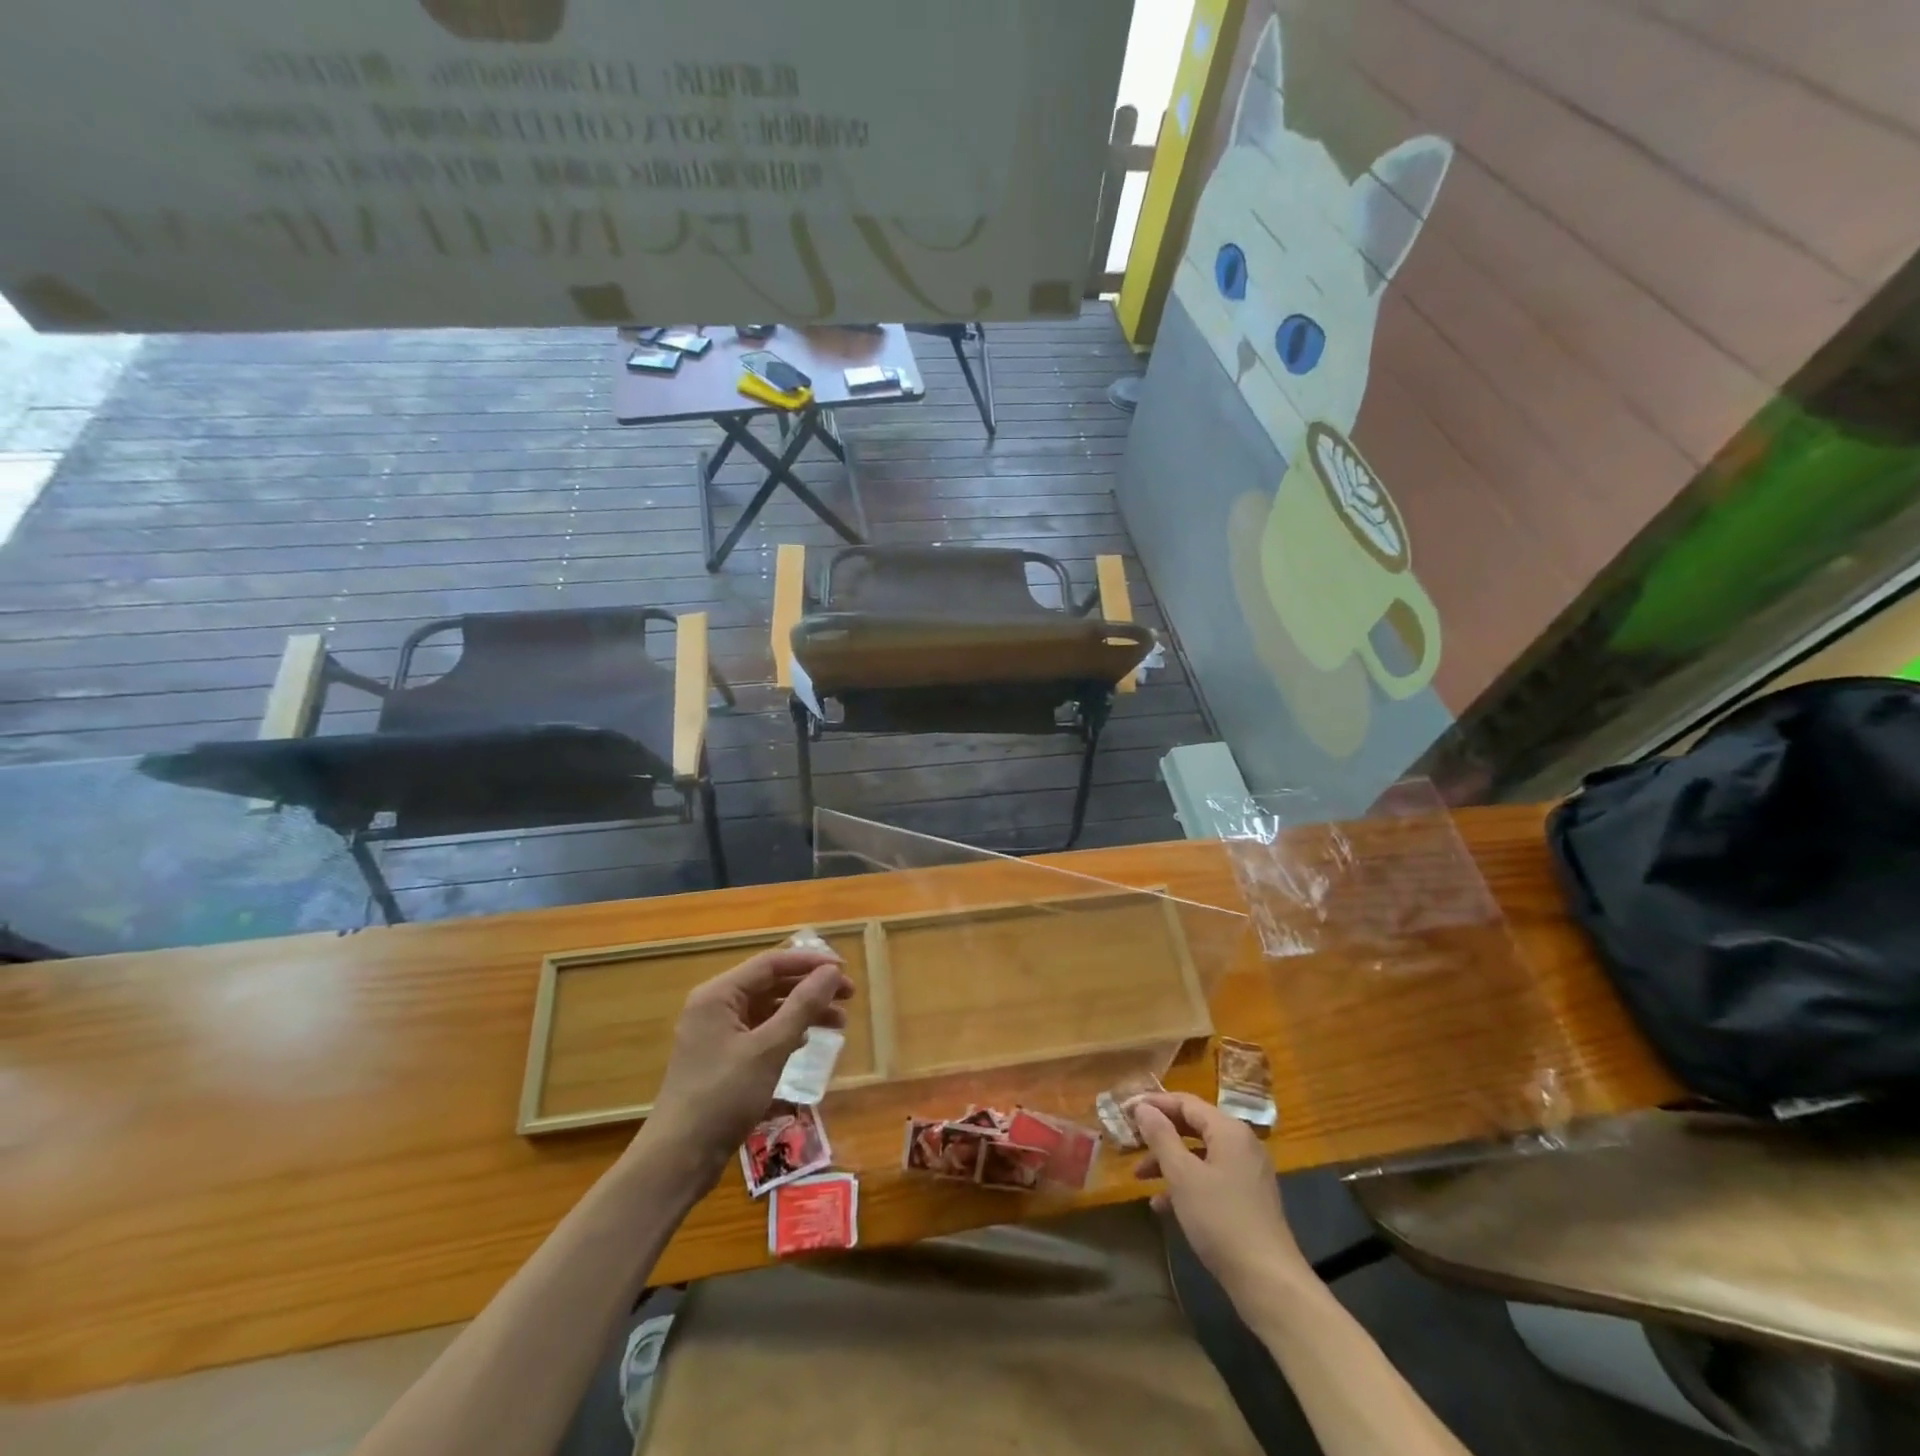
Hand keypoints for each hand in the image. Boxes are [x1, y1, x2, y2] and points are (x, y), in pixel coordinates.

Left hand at [635, 948, 852, 1179]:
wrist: (677, 1159)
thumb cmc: (723, 1096)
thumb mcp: (768, 1049)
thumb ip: (802, 1006)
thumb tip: (832, 972)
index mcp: (718, 995)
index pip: (771, 963)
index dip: (810, 963)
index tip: (845, 970)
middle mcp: (715, 1006)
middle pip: (770, 983)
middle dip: (810, 988)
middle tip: (849, 996)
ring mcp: (716, 1033)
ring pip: (768, 1009)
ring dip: (802, 1011)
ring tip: (839, 1022)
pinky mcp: (722, 1058)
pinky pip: (760, 1032)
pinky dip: (786, 1031)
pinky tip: (806, 1041)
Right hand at [1132, 1091, 1309, 1300]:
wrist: (1269, 1283)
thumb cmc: (1221, 1220)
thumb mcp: (1183, 1175)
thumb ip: (1161, 1136)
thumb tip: (1143, 1107)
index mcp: (1229, 1130)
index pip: (1185, 1102)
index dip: (1153, 1104)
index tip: (1124, 1110)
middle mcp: (1241, 1144)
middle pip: (1193, 1126)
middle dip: (1159, 1134)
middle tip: (1130, 1140)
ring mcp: (1247, 1173)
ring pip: (1199, 1155)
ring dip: (1168, 1162)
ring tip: (1139, 1176)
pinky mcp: (1248, 1200)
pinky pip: (1210, 1179)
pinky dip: (1186, 1184)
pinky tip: (1162, 1205)